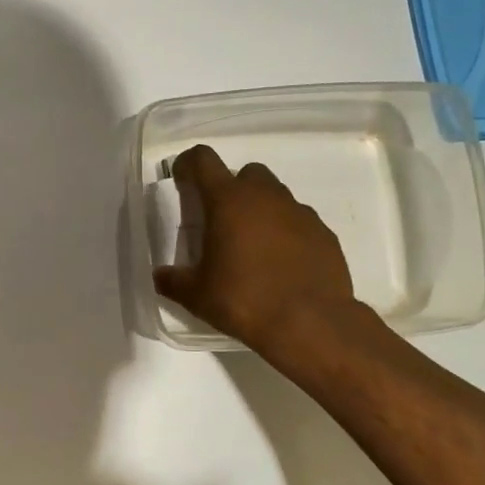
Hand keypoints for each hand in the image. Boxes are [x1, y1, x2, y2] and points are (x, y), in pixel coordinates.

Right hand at [153, 145, 374, 360]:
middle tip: (222, 221)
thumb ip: (173, 280)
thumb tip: (160, 276)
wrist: (310, 323)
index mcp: (228, 201)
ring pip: (276, 196)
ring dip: (261, 210)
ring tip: (253, 246)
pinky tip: (281, 264)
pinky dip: (287, 233)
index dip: (189, 164)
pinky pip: (300, 222)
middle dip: (232, 188)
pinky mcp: (325, 234)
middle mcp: (266, 196)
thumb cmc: (244, 300)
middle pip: (247, 173)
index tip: (182, 179)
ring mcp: (300, 212)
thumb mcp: (196, 295)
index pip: (204, 160)